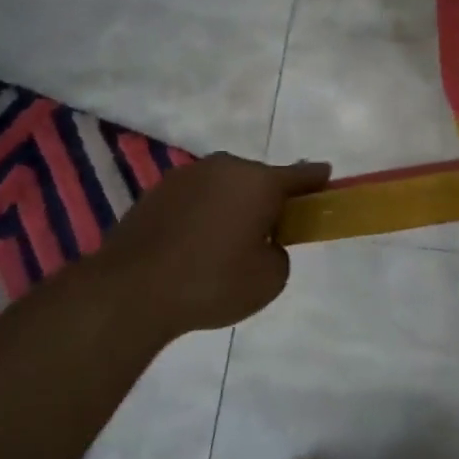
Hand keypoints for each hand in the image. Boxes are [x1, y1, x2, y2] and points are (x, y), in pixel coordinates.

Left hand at [83, 153, 330, 335]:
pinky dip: (203, 214)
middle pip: (258, 179)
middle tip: (269, 232)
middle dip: (267, 199)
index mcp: (258, 181)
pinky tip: (195, 246)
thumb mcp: (271, 278)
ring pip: (224, 187)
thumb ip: (279, 252)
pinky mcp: (156, 193)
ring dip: (232, 206)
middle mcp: (223, 168)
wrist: (131, 291)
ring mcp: (186, 177)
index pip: (300, 175)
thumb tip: (262, 242)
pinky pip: (196, 199)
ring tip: (225, 245)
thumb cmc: (212, 282)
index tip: (327, 179)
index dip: (317, 180)